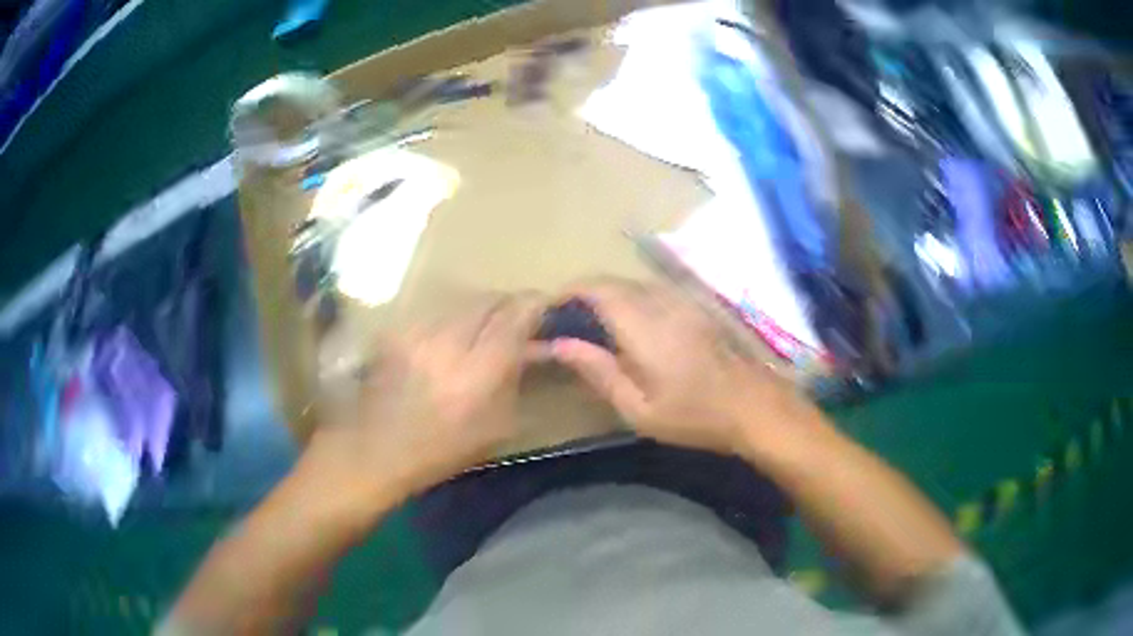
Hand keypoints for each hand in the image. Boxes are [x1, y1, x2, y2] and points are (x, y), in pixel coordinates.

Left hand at [305, 293, 543, 499]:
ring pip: (461, 302)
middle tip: (516, 319)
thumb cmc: (442, 450)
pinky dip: (450, 321)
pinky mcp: (396, 330)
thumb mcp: (496, 424)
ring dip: (479, 311)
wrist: (375, 450)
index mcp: (479, 370)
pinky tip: (448, 340)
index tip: (546, 307)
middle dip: (507, 304)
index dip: (535, 304)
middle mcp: (448, 341)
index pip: (516, 314)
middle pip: (489, 299)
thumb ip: (517, 376)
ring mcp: (418, 331)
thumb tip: (535, 345)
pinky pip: (436, 313)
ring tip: (482, 329)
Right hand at [547, 280, 817, 455]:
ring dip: (608, 295)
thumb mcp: (638, 408)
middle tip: (567, 322)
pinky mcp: (696, 305)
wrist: (754, 406)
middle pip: (613, 281)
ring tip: (594, 325)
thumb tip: (558, 343)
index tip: (549, 311)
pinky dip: (631, 299)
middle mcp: (662, 301)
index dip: (568, 292)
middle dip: (584, 293)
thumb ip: (597, 372)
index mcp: (643, 325)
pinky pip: (653, 290)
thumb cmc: (694, 415)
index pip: (596, 289)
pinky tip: (631, 327)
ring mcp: (683, 300)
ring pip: (633, 283)